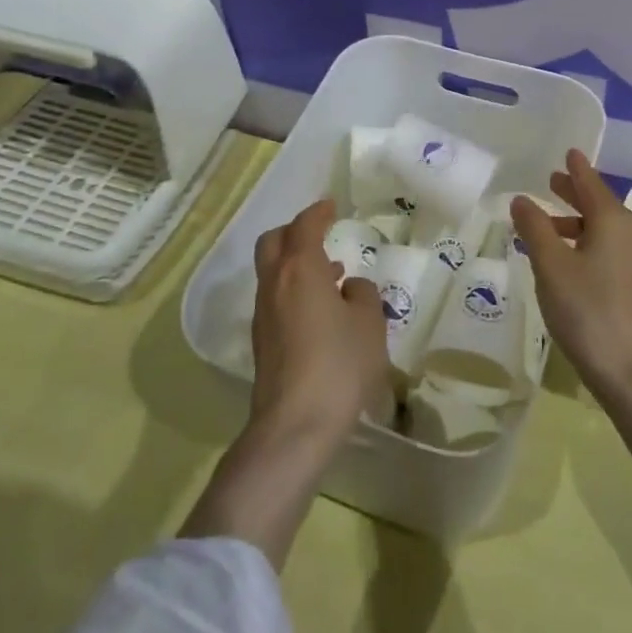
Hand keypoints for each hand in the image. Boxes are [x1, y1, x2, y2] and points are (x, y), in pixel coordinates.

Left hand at [249, 199, 389, 445]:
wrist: (294, 427)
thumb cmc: (338, 365)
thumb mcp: (369, 325)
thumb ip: (364, 295)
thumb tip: (350, 287)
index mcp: (300, 269)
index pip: (305, 226)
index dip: (318, 212)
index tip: (331, 206)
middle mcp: (274, 284)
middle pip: (273, 242)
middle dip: (295, 232)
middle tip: (320, 234)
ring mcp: (263, 314)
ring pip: (272, 272)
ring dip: (295, 263)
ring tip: (331, 275)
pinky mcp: (262, 342)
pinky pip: (275, 298)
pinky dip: (293, 290)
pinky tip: (320, 311)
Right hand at [511, 150, 631, 409]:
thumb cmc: (590, 312)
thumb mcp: (552, 267)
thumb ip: (535, 229)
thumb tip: (522, 199)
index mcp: (615, 221)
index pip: (591, 183)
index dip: (576, 168)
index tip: (569, 151)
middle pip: (601, 206)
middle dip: (575, 195)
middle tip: (552, 183)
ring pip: (608, 233)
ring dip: (580, 225)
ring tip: (551, 230)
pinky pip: (614, 254)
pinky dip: (590, 247)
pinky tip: (572, 266)